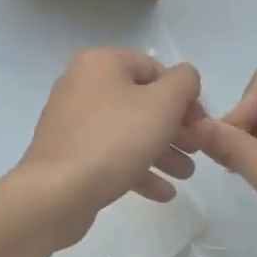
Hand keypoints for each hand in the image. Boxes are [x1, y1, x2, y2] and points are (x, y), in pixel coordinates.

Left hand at [7, 48, 203, 250]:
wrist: (56, 192)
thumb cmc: (114, 139)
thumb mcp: (162, 104)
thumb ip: (184, 82)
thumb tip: (186, 78)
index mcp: (101, 63)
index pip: (154, 69)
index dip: (183, 95)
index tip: (201, 124)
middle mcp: (82, 84)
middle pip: (141, 101)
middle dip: (174, 127)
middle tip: (196, 151)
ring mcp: (72, 120)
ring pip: (128, 130)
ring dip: (161, 150)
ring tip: (186, 175)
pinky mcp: (69, 153)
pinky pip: (110, 153)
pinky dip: (137, 168)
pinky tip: (163, 193)